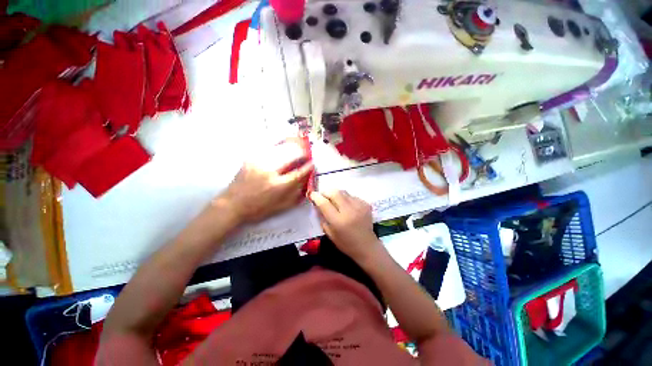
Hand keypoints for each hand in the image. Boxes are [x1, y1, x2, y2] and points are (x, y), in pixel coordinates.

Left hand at [220, 141, 313, 223]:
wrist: (232, 205)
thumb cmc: (258, 209)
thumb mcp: (280, 207)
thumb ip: (295, 195)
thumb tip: (305, 182)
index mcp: (278, 186)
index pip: (298, 173)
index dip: (308, 167)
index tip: (313, 163)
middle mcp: (270, 172)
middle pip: (290, 156)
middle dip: (301, 153)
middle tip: (305, 154)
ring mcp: (259, 163)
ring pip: (280, 149)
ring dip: (290, 147)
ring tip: (295, 147)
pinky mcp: (251, 159)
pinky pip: (268, 148)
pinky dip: (277, 146)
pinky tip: (281, 146)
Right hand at [310, 190, 382, 261]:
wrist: (367, 246)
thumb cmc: (346, 243)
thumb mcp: (330, 233)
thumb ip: (322, 217)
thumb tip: (318, 204)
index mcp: (338, 221)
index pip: (324, 203)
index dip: (316, 197)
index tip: (312, 194)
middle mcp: (349, 211)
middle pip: (335, 192)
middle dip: (326, 192)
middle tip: (323, 196)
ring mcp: (359, 206)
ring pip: (343, 192)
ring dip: (336, 194)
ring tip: (335, 201)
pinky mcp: (366, 204)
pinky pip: (352, 196)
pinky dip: (346, 198)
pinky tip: (347, 206)